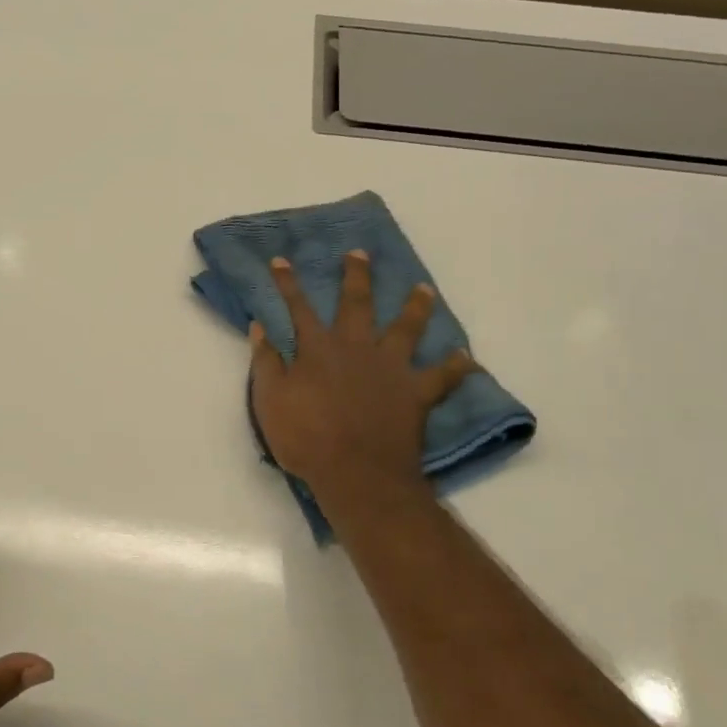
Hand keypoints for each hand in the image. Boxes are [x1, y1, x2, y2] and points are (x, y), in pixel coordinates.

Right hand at [250, 251, 475, 499]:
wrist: (356, 473)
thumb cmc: (306, 438)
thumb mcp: (269, 401)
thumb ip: (265, 362)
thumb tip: (260, 326)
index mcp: (317, 350)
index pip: (298, 308)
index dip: (288, 284)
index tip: (282, 260)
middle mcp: (356, 348)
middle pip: (357, 304)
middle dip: (356, 276)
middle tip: (360, 253)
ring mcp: (390, 368)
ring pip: (406, 328)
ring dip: (415, 307)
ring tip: (423, 288)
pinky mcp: (416, 393)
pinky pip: (442, 377)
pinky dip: (456, 367)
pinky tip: (467, 357)